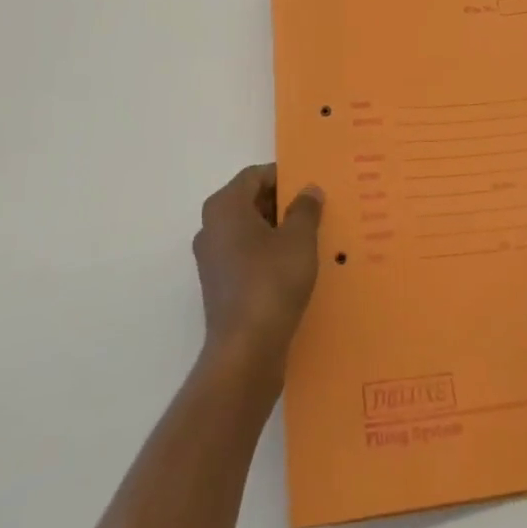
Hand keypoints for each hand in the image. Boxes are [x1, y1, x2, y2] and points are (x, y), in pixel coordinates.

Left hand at [192, 164, 323, 369]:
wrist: (246, 351)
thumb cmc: (271, 281)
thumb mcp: (299, 238)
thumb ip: (305, 208)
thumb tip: (309, 190)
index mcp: (224, 206)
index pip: (255, 176)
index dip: (284, 177)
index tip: (310, 186)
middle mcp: (211, 227)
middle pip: (250, 201)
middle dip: (282, 204)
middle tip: (315, 210)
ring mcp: (212, 259)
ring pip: (249, 230)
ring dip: (277, 230)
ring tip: (310, 238)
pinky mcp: (219, 286)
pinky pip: (246, 256)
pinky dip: (268, 255)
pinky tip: (294, 267)